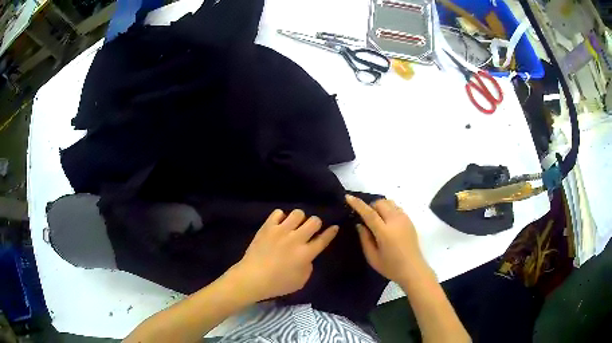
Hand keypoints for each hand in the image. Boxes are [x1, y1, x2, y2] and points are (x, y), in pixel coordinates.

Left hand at [229, 209, 338, 301]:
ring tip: (294, 226)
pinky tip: (279, 225)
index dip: (331, 232)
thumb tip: (307, 256)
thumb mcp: (301, 281)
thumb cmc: (277, 284)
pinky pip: (278, 213)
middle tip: (310, 230)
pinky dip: (281, 217)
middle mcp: (296, 239)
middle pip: (314, 221)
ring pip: (298, 213)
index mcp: (306, 253)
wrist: (252, 277)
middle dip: (316, 224)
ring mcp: (281, 231)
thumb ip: (308, 266)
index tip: (334, 227)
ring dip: (299, 219)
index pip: (323, 239)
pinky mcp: (267, 227)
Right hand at [346, 195, 426, 284]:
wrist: (413, 269)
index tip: (348, 197)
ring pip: (389, 202)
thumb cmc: (391, 267)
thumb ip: (364, 239)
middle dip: (370, 206)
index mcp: (385, 232)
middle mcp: (395, 221)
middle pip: (380, 203)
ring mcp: (404, 219)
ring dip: (380, 206)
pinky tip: (387, 222)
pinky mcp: (409, 220)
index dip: (358, 204)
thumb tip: (359, 224)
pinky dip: (389, 209)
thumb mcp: (372, 257)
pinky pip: (396, 207)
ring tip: (378, 219)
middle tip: (366, 218)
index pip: (369, 213)